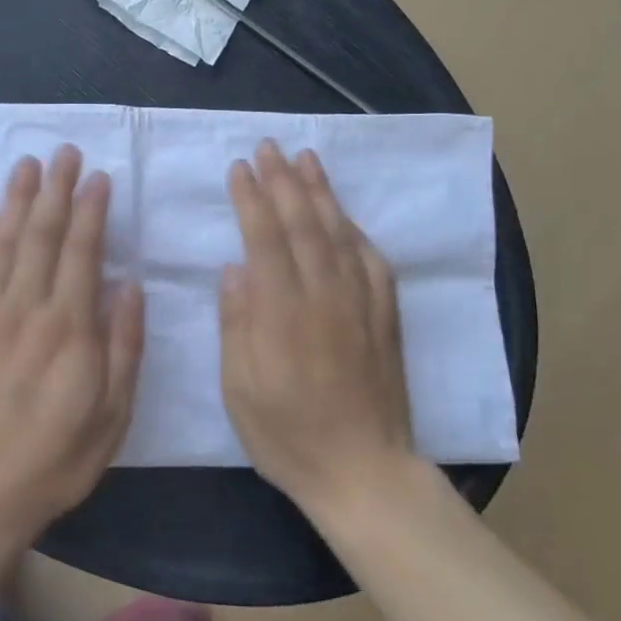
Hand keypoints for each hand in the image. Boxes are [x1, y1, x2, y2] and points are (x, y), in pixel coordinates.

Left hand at [0, 145, 143, 545]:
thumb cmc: (53, 460)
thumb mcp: (111, 415)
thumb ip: (124, 345)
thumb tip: (129, 284)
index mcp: (68, 327)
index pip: (81, 251)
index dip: (91, 209)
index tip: (98, 176)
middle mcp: (24, 309)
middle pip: (39, 234)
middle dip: (54, 189)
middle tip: (63, 152)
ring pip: (0, 244)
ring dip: (14, 201)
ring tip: (25, 165)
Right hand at [220, 140, 414, 517]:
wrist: (365, 473)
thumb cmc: (288, 435)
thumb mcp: (241, 389)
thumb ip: (237, 324)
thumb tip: (235, 268)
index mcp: (284, 312)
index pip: (266, 239)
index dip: (251, 199)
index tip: (240, 168)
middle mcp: (325, 296)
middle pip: (303, 224)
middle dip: (283, 181)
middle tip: (268, 147)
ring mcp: (361, 304)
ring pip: (340, 233)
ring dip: (321, 192)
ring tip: (306, 159)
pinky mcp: (385, 318)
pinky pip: (373, 261)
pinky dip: (356, 231)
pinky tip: (346, 216)